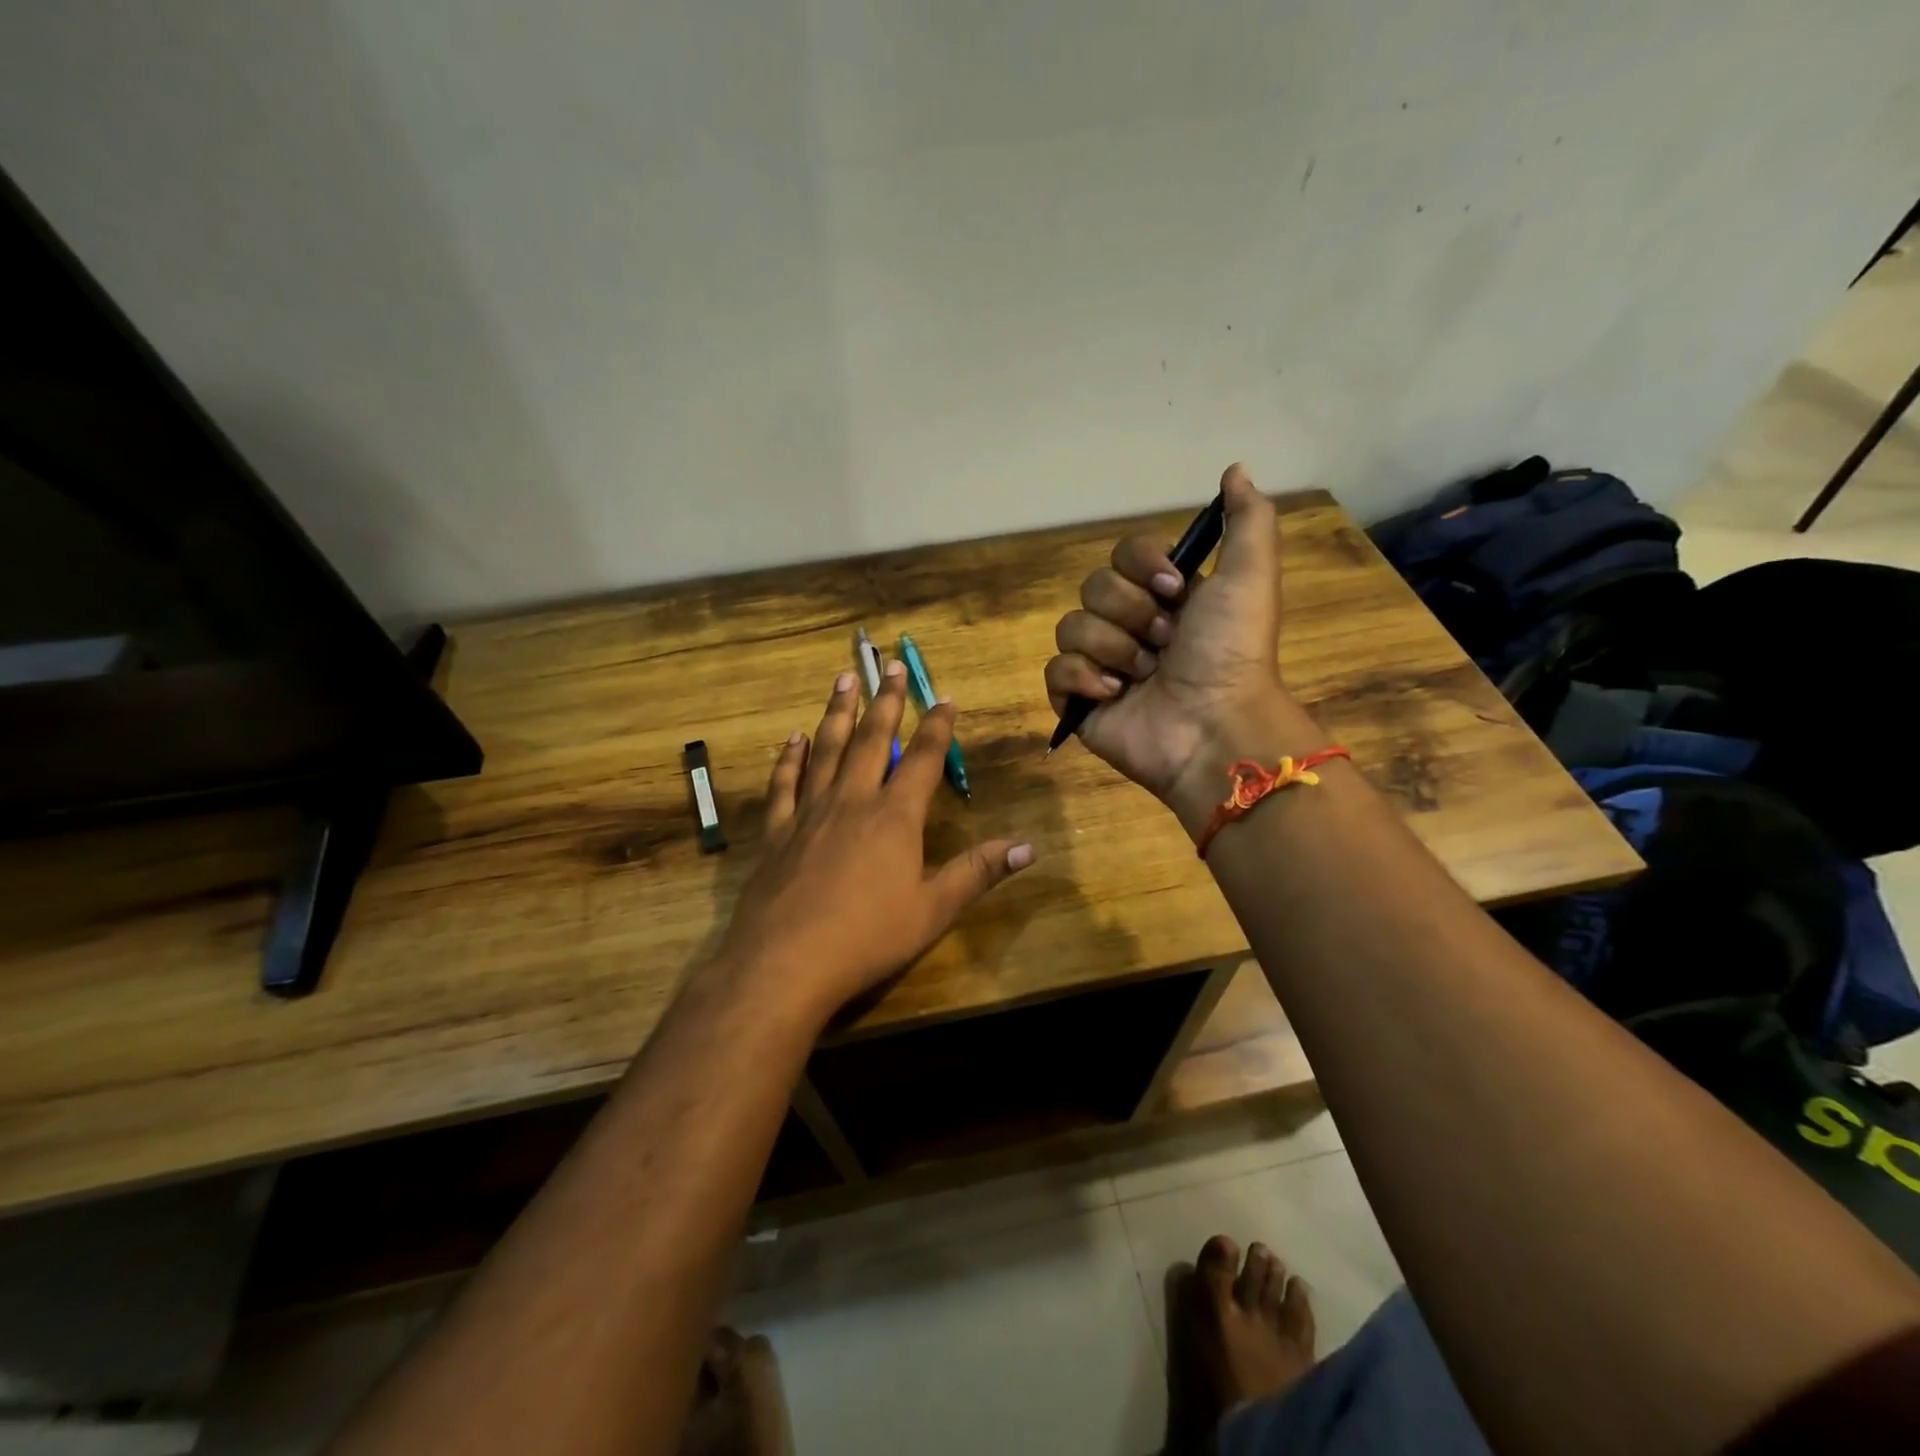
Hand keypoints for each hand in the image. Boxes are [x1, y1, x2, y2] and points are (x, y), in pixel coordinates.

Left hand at [715, 662, 1033, 1021]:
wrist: (785, 962)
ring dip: (837, 712)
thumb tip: (1027, 847)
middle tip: (888, 665)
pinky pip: (784, 784)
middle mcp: (852, 801)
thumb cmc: (868, 937)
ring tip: (844, 679)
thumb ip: (977, 872)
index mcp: (894, 816)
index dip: (937, 727)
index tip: (945, 697)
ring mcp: (809, 812)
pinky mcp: (776, 832)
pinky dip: (790, 758)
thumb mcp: (933, 910)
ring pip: (825, 749)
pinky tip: (793, 739)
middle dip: (885, 701)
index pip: (922, 759)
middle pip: (870, 739)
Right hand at [1045, 464, 1315, 818]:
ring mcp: (1102, 665)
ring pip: (1071, 626)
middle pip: (1094, 588)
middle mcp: (1131, 626)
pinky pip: (1055, 670)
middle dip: (1131, 613)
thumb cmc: (1231, 652)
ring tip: (1143, 676)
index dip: (1142, 566)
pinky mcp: (1080, 702)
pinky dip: (1082, 679)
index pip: (1123, 555)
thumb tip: (1235, 468)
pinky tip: (1114, 694)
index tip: (1175, 589)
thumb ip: (1247, 520)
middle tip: (1165, 642)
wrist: (1213, 726)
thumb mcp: (1251, 576)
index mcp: (1165, 599)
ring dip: (1113, 648)